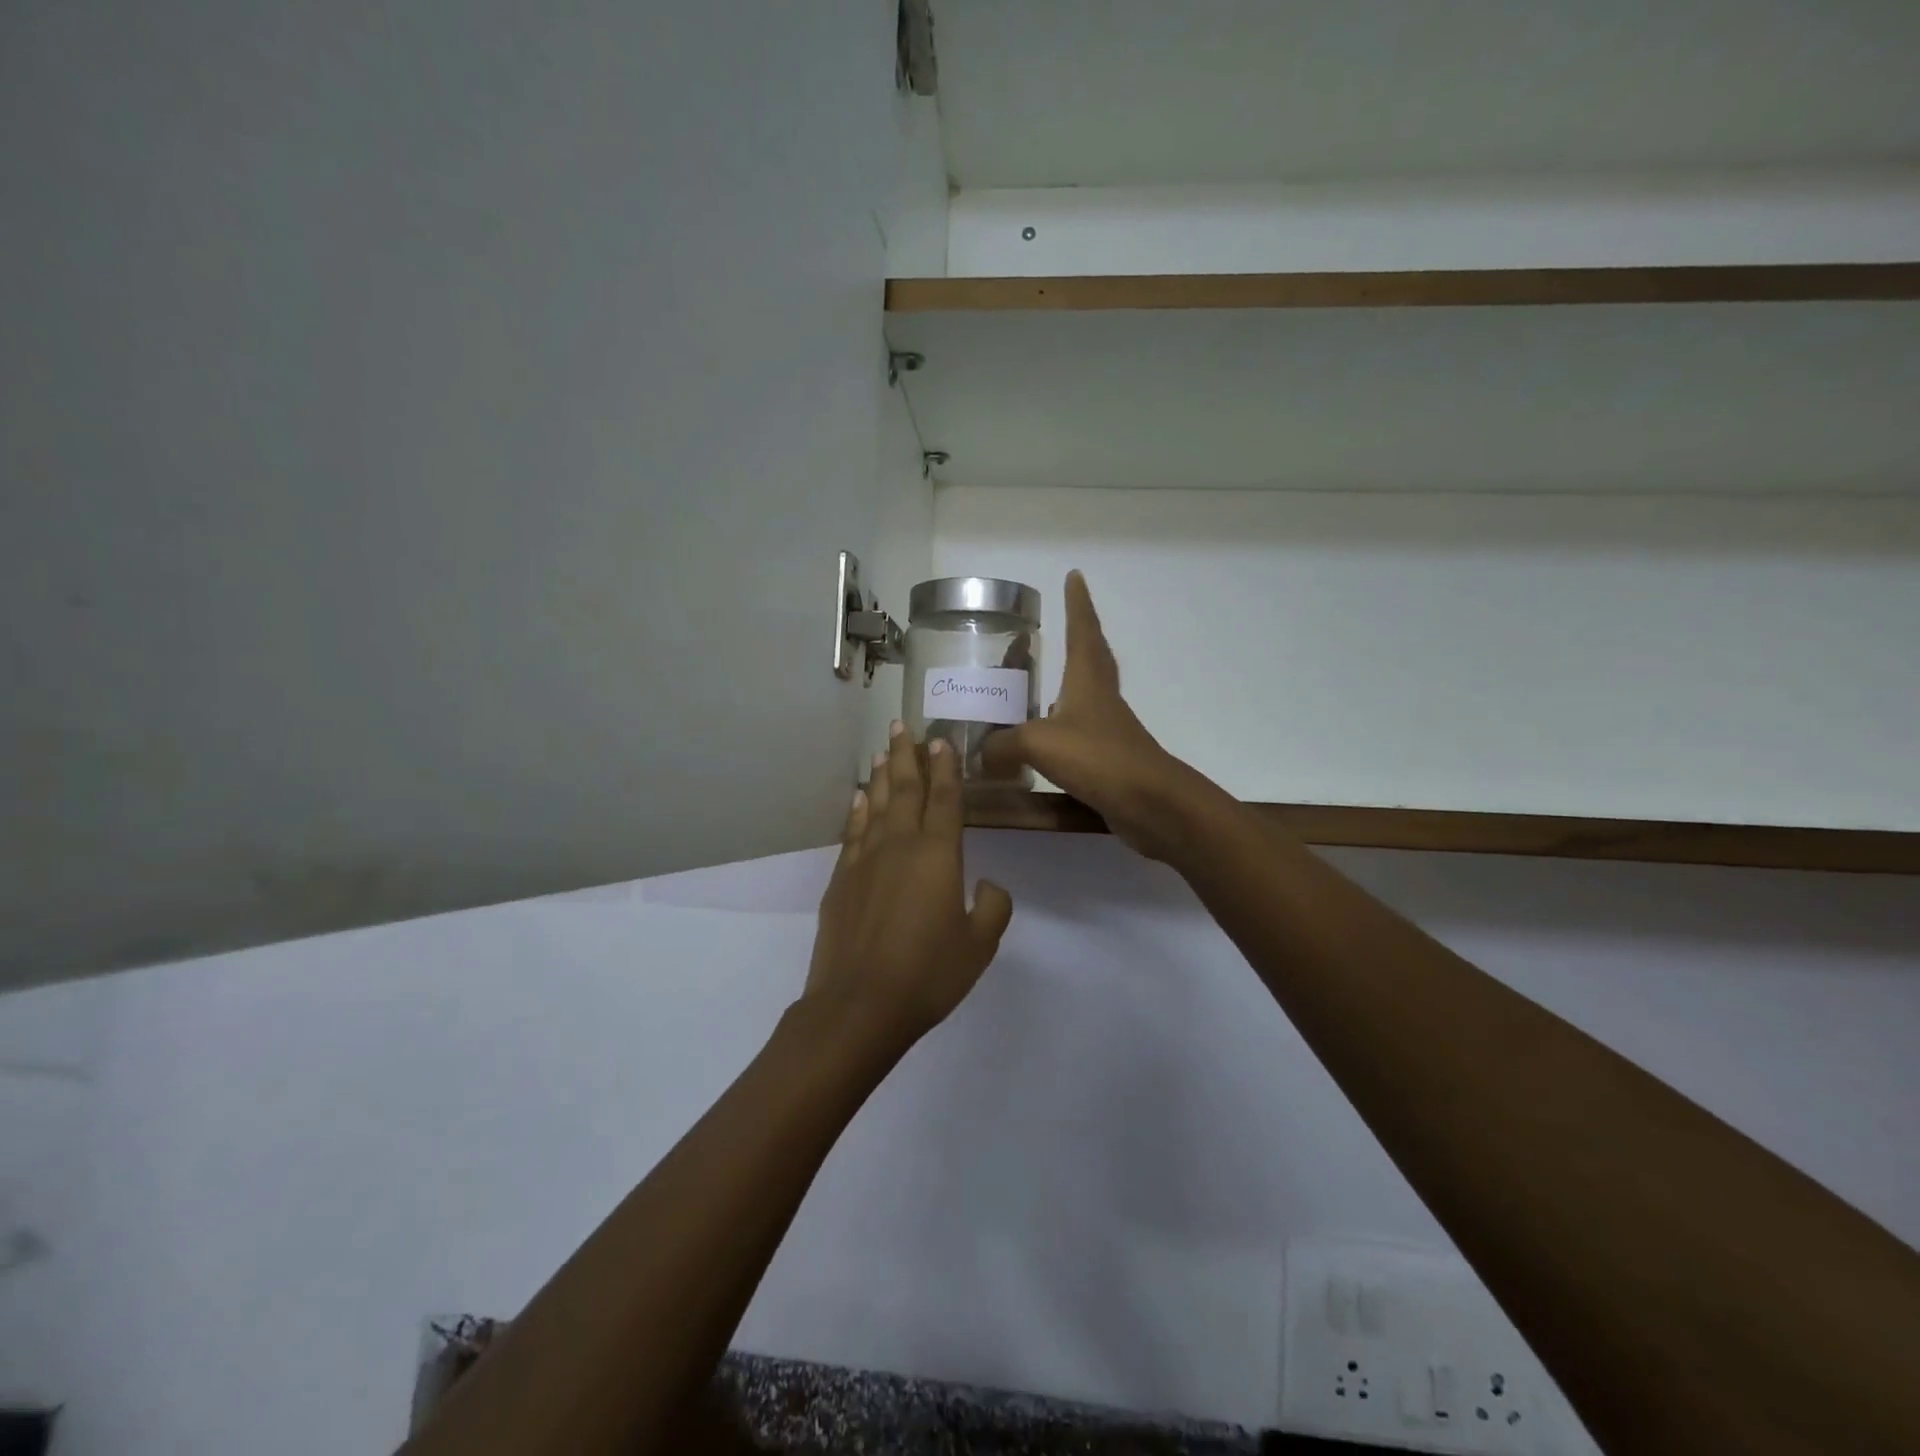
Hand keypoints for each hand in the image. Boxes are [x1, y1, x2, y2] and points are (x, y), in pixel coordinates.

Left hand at [804, 724, 1013, 1049]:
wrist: (859, 1005)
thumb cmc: (928, 975)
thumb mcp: (979, 946)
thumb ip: (992, 907)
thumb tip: (986, 883)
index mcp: (938, 855)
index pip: (945, 799)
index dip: (946, 768)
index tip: (942, 740)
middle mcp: (900, 846)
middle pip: (905, 789)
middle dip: (908, 755)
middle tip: (903, 724)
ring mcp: (865, 861)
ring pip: (876, 805)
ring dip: (882, 775)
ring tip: (884, 750)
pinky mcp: (841, 880)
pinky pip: (853, 832)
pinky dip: (857, 810)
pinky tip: (860, 798)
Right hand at [981, 571, 1210, 859]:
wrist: (1151, 804)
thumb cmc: (1098, 758)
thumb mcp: (1038, 743)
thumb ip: (1003, 744)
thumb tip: (980, 754)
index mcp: (1087, 680)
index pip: (1082, 630)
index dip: (1078, 603)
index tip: (1075, 576)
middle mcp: (1100, 698)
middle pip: (1091, 657)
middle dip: (1078, 636)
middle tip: (1061, 622)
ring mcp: (1107, 729)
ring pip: (1083, 696)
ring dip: (1066, 684)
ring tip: (1037, 684)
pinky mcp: (1107, 759)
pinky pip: (1077, 734)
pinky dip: (1059, 729)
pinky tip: (1040, 742)